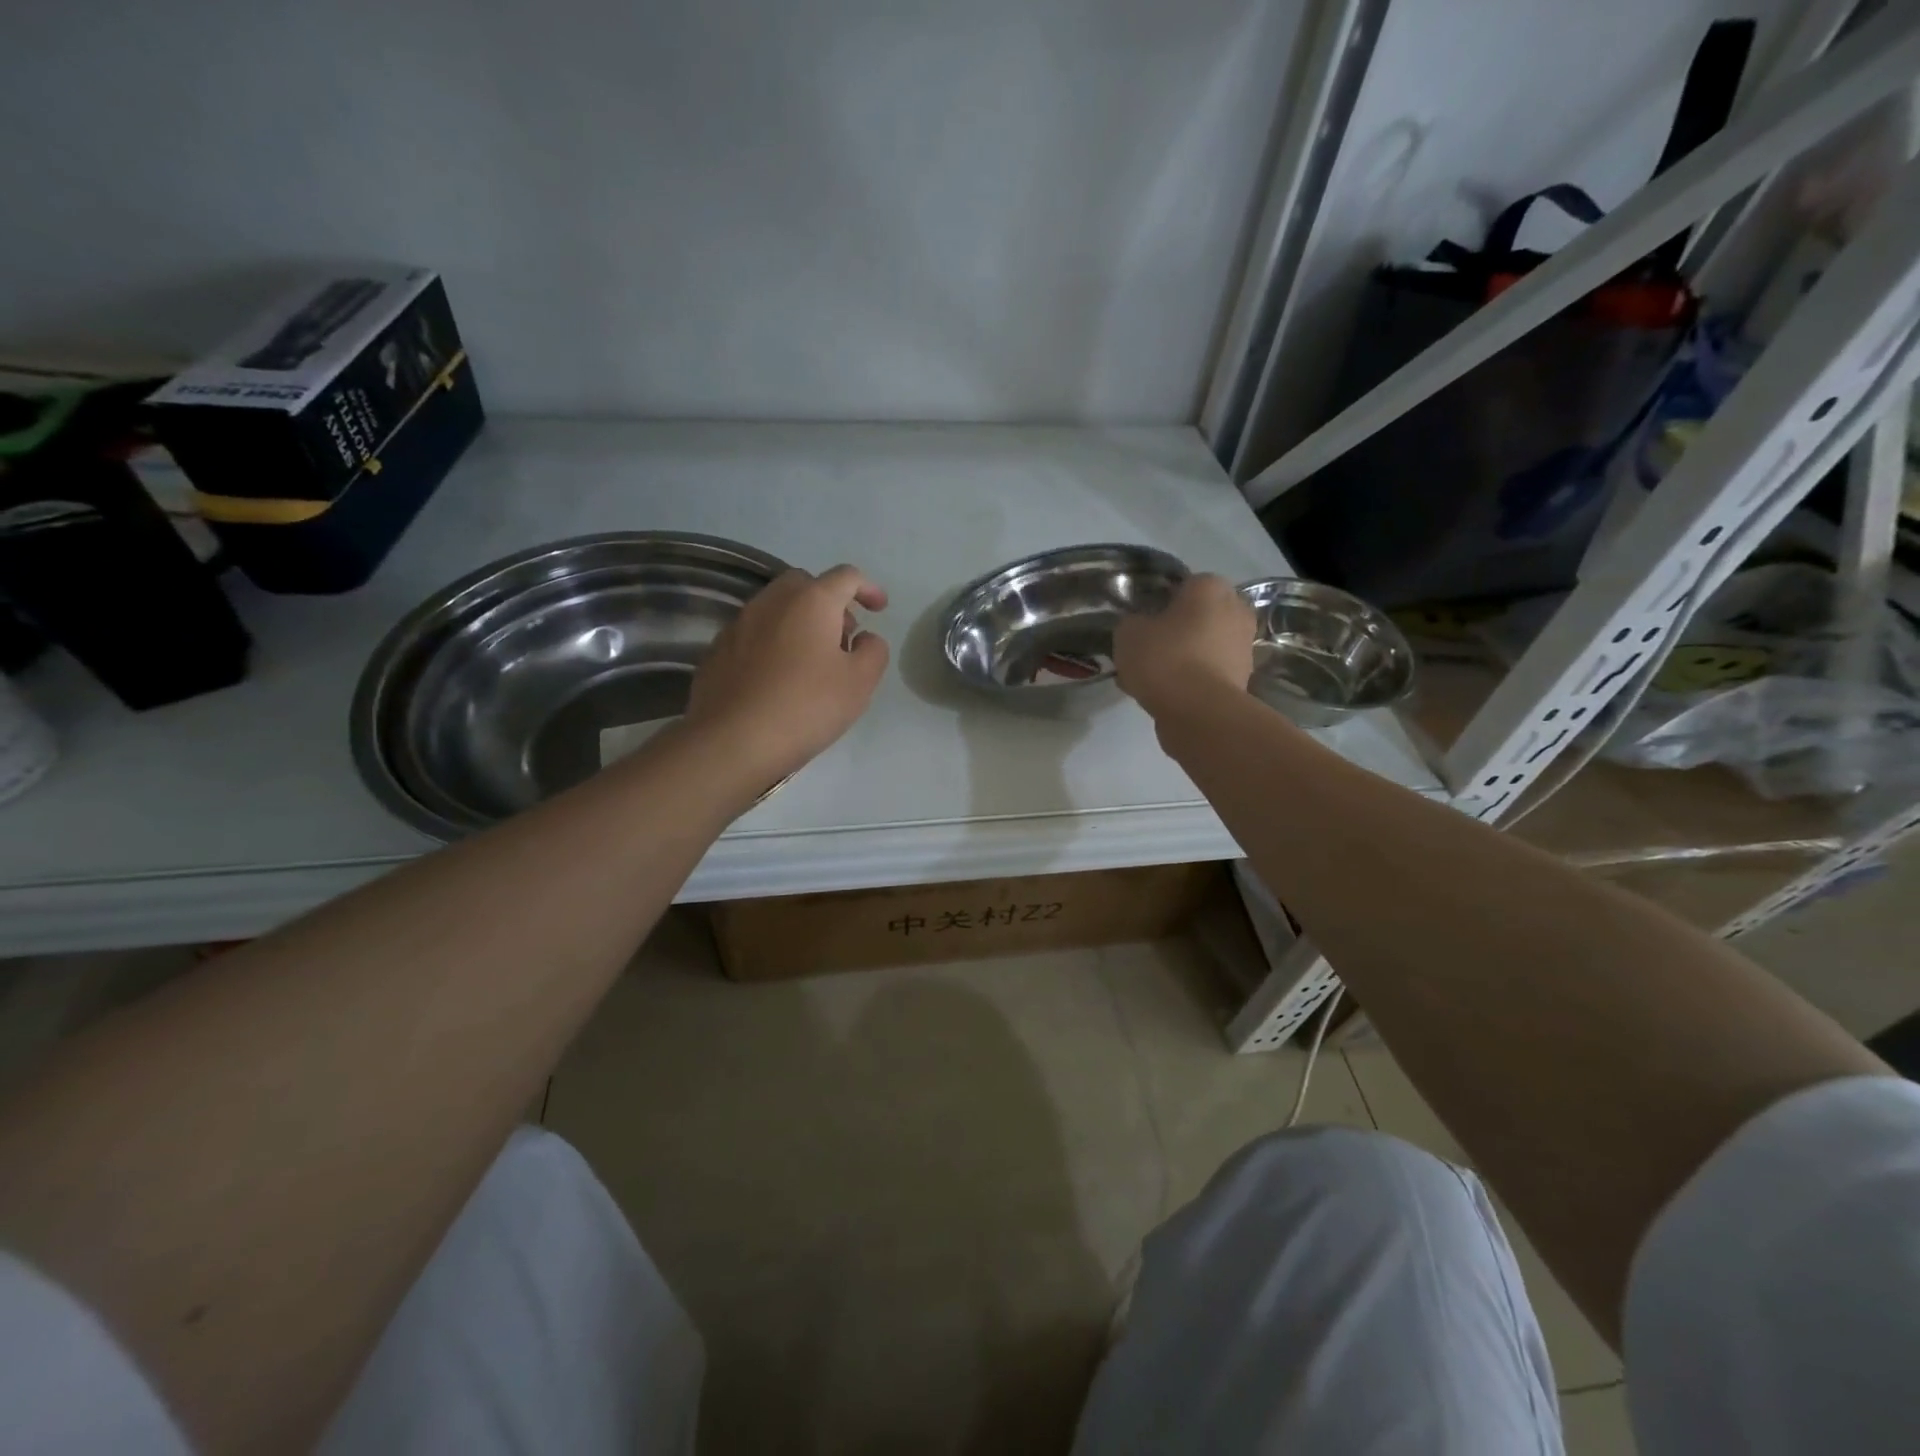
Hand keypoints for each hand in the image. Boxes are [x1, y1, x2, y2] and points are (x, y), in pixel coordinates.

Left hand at [686, 564, 890, 783]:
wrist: (732, 741)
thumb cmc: (806, 707)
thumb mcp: (860, 683)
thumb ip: (873, 651)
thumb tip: (864, 638)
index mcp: (811, 601)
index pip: (846, 576)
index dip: (868, 588)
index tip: (879, 609)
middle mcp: (772, 601)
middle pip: (806, 585)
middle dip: (830, 602)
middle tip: (844, 636)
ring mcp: (739, 624)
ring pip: (777, 608)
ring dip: (800, 622)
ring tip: (812, 661)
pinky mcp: (717, 650)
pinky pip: (754, 634)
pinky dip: (774, 643)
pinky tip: (779, 678)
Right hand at [1113, 574, 1254, 719]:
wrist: (1199, 711)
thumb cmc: (1164, 658)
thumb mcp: (1128, 633)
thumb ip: (1133, 622)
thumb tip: (1139, 627)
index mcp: (1210, 587)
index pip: (1182, 585)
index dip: (1159, 602)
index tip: (1142, 622)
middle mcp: (1235, 609)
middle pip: (1198, 615)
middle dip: (1176, 629)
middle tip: (1148, 648)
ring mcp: (1243, 645)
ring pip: (1204, 645)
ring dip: (1184, 655)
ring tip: (1152, 677)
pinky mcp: (1243, 678)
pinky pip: (1208, 672)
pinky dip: (1191, 679)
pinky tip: (1165, 694)